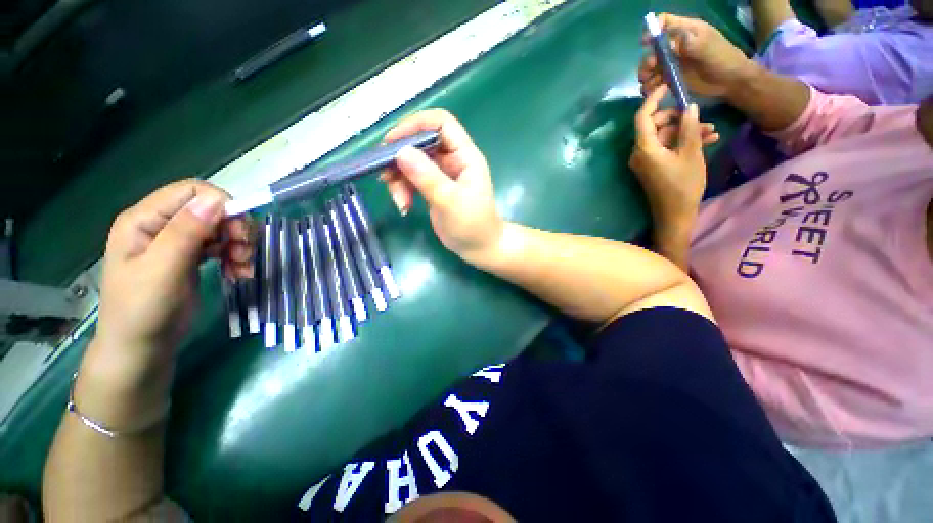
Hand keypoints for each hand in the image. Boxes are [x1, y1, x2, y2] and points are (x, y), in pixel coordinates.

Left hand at [94, 180, 253, 376]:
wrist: (142, 348)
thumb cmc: (143, 311)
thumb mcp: (161, 270)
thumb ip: (185, 232)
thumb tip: (217, 200)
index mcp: (145, 220)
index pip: (191, 191)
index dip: (222, 204)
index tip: (240, 232)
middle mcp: (162, 225)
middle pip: (211, 208)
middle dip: (235, 228)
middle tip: (245, 253)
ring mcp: (177, 242)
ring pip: (221, 227)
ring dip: (240, 245)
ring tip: (243, 268)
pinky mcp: (191, 257)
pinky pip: (222, 246)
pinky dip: (236, 257)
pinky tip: (239, 273)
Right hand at [382, 109, 503, 262]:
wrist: (479, 248)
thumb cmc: (473, 225)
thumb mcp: (451, 201)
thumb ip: (428, 177)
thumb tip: (401, 151)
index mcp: (465, 156)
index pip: (441, 123)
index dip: (416, 125)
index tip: (392, 142)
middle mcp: (453, 160)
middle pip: (420, 144)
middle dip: (400, 158)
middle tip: (385, 175)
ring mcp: (442, 175)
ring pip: (412, 163)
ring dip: (399, 179)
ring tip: (400, 201)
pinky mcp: (433, 189)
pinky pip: (412, 180)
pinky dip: (403, 190)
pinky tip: (404, 206)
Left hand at [629, 85, 709, 226]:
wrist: (675, 214)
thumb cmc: (683, 185)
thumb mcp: (691, 154)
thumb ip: (690, 129)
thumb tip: (689, 107)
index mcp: (644, 148)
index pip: (643, 117)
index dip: (653, 100)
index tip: (667, 85)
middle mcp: (640, 153)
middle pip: (655, 126)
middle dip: (678, 118)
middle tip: (700, 116)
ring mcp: (645, 161)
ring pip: (664, 137)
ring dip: (686, 131)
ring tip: (712, 131)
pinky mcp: (653, 167)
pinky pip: (665, 148)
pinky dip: (682, 143)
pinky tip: (707, 140)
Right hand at [639, 13, 753, 98]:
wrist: (730, 81)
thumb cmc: (723, 59)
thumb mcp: (707, 47)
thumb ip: (688, 43)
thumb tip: (667, 45)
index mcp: (686, 31)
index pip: (664, 22)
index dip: (653, 30)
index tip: (646, 43)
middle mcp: (676, 45)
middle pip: (653, 49)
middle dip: (647, 60)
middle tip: (648, 72)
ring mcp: (673, 62)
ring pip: (651, 67)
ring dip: (646, 76)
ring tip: (649, 86)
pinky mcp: (672, 78)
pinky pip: (655, 81)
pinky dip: (649, 86)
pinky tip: (651, 91)